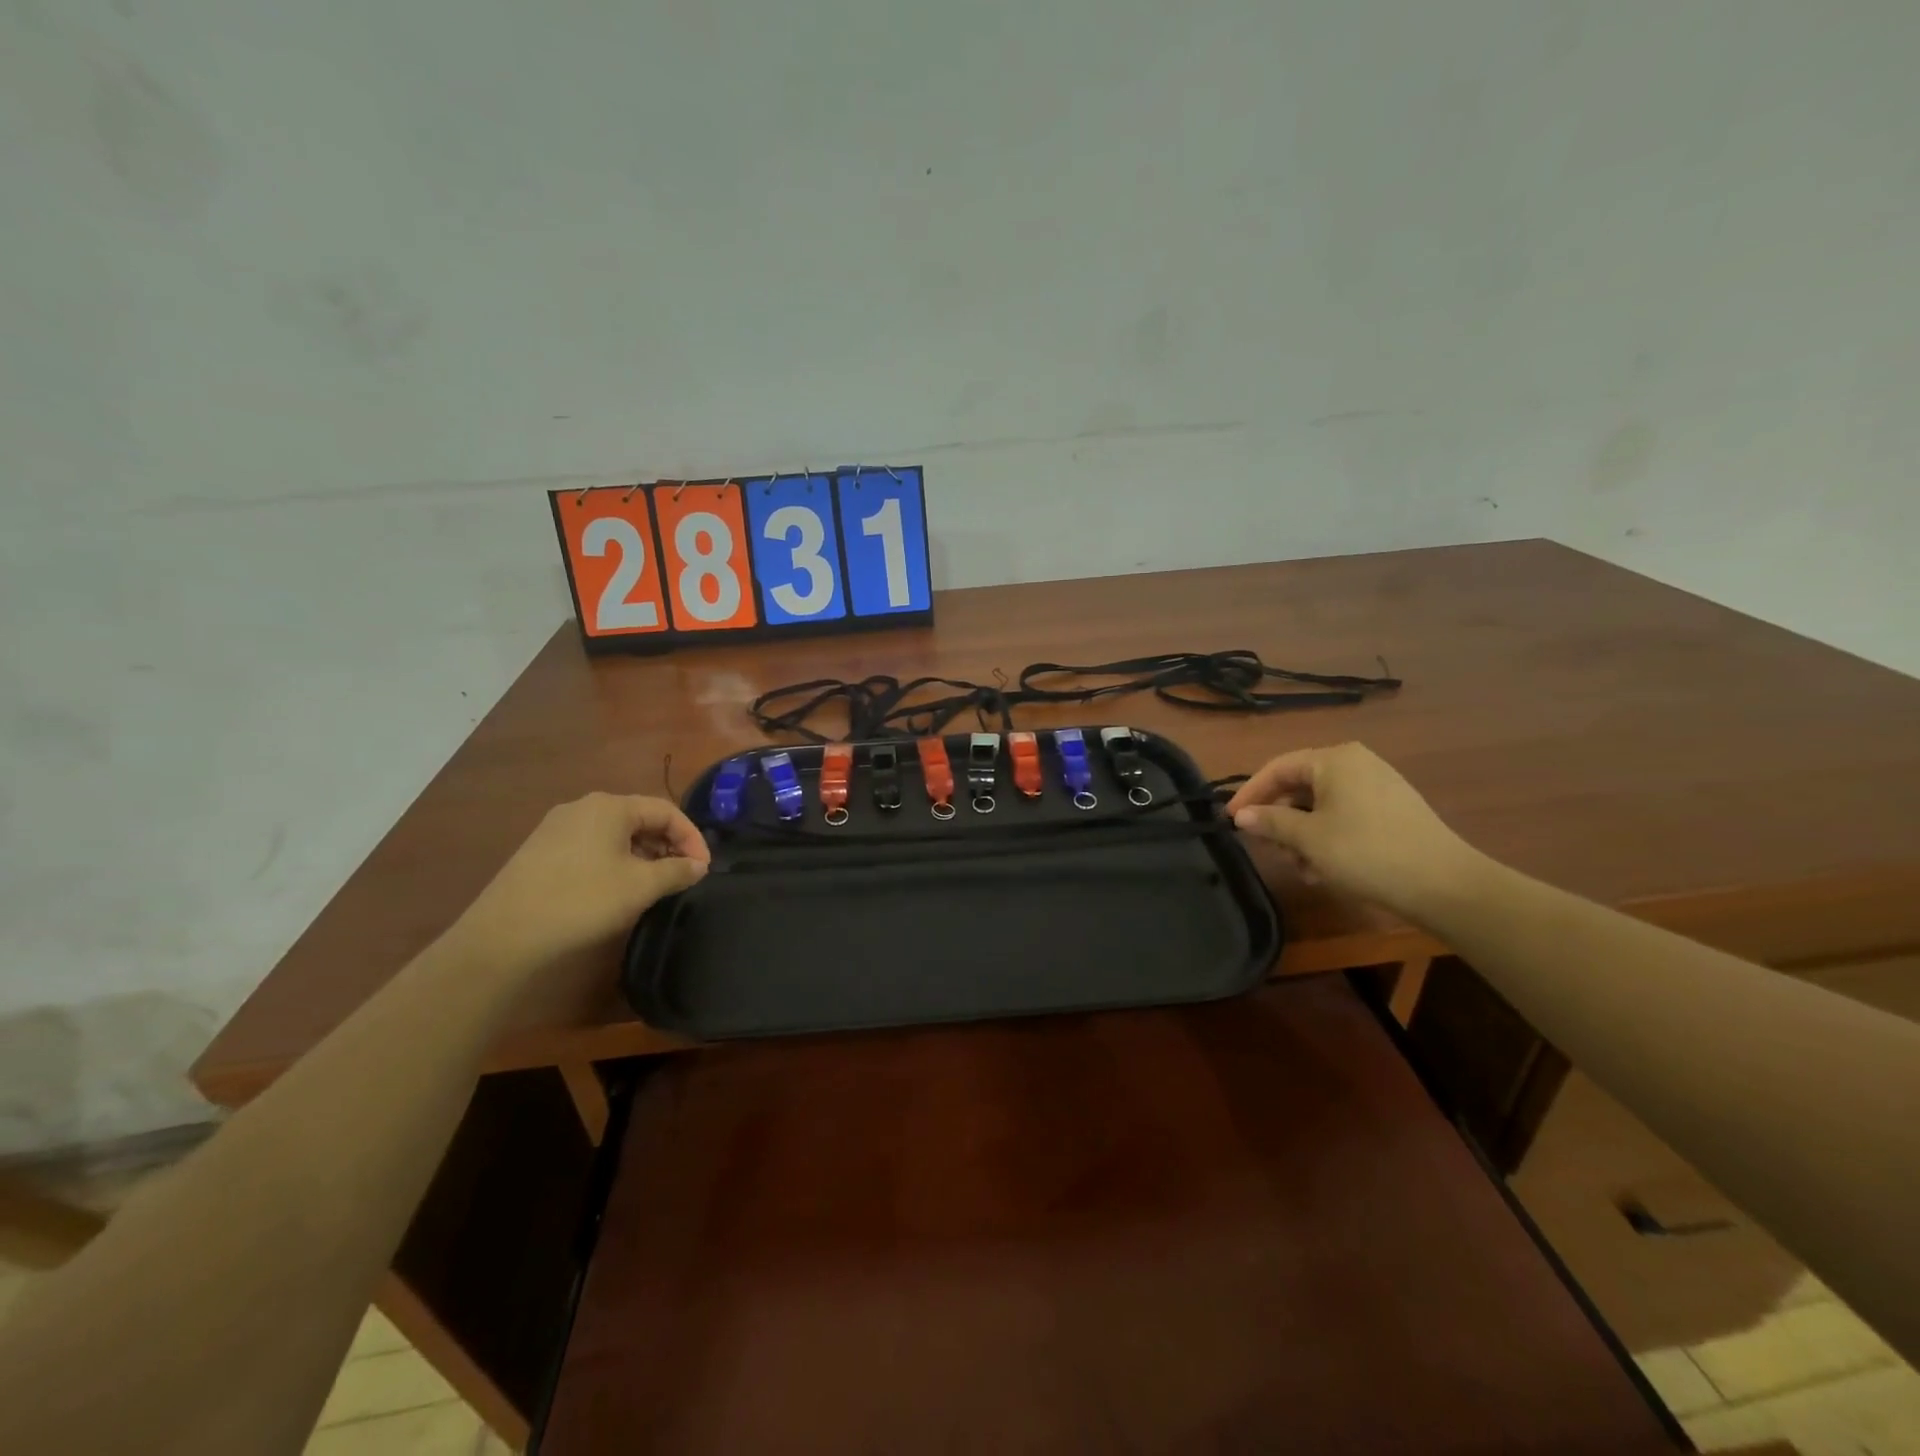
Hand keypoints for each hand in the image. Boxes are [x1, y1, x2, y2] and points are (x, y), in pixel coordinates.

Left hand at [450, 793, 709, 975]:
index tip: (704, 868)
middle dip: (668, 845)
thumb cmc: (582, 900)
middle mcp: (583, 807)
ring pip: (615, 834)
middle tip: (683, 875)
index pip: (666, 810)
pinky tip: (618, 888)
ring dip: (643, 854)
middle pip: (640, 818)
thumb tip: (698, 866)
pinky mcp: (541, 851)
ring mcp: (557, 828)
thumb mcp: (640, 886)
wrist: (503, 936)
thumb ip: (676, 871)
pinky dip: (616, 861)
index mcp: (610, 806)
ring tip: (655, 884)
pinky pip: (592, 846)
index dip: (692, 837)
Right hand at [1225, 743, 1485, 924]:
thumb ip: (1270, 822)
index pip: (1277, 768)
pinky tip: (1324, 868)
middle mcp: (1356, 763)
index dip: (1250, 793)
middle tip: (1267, 848)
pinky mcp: (1393, 810)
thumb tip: (1241, 815)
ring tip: (1300, 867)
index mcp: (1334, 759)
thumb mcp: (1308, 838)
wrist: (1444, 884)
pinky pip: (1345, 815)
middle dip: (1280, 819)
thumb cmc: (1365, 851)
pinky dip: (1327, 836)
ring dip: (1302, 834)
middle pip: (1300, 786)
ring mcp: (1378, 785)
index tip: (1230, 819)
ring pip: (1322, 805)